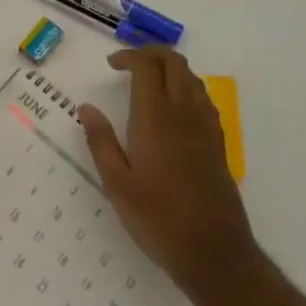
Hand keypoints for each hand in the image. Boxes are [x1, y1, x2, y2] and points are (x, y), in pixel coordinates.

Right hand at [80, 46, 255, 302]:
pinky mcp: (218, 142)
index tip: (112, 65)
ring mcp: (206, 126)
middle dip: (151, 53)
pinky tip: (172, 109)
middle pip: (174, 62)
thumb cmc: (158, 219)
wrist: (215, 252)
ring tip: (148, 82)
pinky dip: (185, 87)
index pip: (147, 66)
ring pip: (191, 77)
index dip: (129, 56)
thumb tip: (86, 108)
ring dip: (170, 68)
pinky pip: (203, 97)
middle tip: (129, 65)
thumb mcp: (117, 184)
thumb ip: (101, 141)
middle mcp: (184, 113)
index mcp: (155, 118)